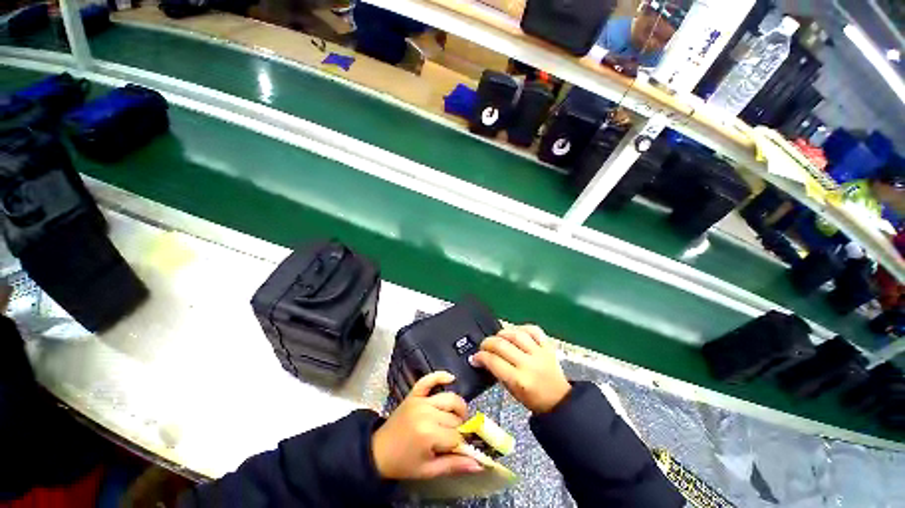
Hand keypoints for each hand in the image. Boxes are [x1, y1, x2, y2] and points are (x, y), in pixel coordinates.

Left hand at [372, 371, 482, 479]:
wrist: (378, 451)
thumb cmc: (404, 464)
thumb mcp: (428, 471)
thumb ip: (454, 465)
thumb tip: (480, 464)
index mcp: (428, 434)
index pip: (457, 435)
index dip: (461, 444)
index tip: (460, 450)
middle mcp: (426, 412)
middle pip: (455, 418)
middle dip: (459, 429)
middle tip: (454, 439)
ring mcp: (420, 400)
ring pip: (449, 399)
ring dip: (457, 408)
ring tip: (457, 419)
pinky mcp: (414, 393)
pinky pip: (428, 379)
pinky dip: (440, 376)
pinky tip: (451, 378)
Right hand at [472, 325, 570, 413]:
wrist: (560, 400)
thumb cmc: (534, 399)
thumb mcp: (512, 391)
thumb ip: (498, 373)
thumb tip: (484, 359)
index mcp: (519, 380)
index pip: (494, 362)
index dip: (480, 357)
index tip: (475, 357)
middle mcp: (529, 364)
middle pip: (502, 345)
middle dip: (487, 343)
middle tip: (483, 346)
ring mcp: (540, 353)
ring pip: (516, 334)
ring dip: (502, 333)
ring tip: (498, 337)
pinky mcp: (548, 346)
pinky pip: (533, 330)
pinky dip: (522, 328)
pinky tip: (516, 331)